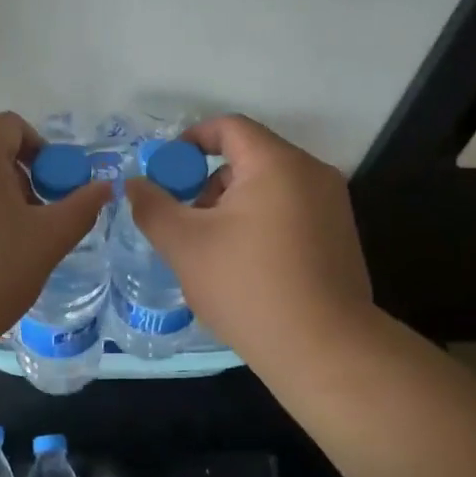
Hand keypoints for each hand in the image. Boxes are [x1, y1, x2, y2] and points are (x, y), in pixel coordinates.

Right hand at [125, 115, 371, 363]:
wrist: (324, 349)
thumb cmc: (248, 286)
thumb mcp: (185, 245)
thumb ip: (152, 207)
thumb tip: (134, 184)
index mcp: (276, 163)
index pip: (229, 127)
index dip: (191, 141)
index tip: (166, 172)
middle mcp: (312, 173)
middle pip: (249, 158)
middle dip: (208, 184)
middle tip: (185, 223)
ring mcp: (333, 206)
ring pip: (269, 188)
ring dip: (233, 207)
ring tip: (213, 253)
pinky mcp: (340, 236)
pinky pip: (291, 212)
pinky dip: (261, 224)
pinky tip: (246, 268)